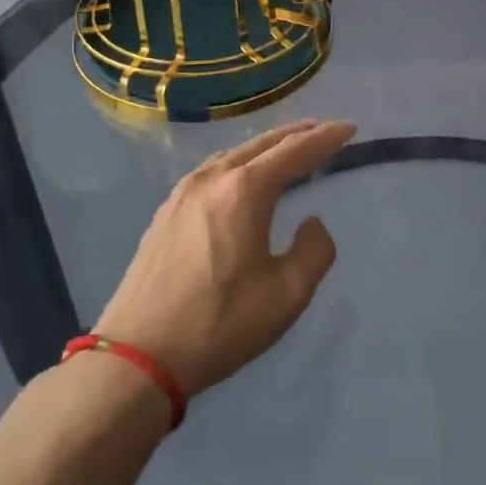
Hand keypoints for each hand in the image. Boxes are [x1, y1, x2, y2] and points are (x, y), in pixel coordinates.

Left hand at [93, 119, 355, 396]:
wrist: (136, 357)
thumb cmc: (219, 323)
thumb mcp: (287, 294)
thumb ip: (314, 250)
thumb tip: (311, 222)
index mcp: (244, 191)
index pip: (295, 151)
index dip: (326, 138)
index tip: (350, 128)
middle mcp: (213, 179)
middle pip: (262, 144)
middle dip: (297, 134)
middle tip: (324, 130)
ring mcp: (183, 193)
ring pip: (234, 154)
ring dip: (267, 147)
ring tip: (288, 148)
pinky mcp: (166, 212)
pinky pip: (213, 171)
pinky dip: (240, 163)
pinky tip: (242, 176)